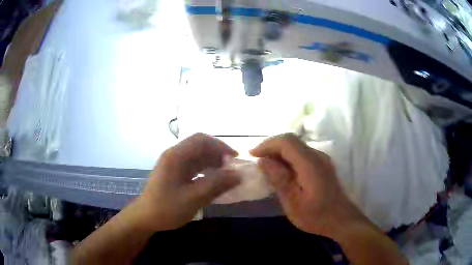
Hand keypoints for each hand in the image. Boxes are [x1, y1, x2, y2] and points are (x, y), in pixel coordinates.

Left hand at [135, 133, 240, 231]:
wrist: (145, 218)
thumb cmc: (167, 208)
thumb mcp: (193, 198)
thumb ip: (216, 185)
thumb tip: (238, 175)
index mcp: (176, 156)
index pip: (201, 140)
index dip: (220, 146)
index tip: (234, 159)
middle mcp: (174, 155)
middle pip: (199, 146)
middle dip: (217, 154)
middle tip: (232, 168)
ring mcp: (173, 164)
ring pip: (197, 156)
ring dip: (212, 162)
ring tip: (226, 175)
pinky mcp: (174, 173)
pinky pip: (193, 166)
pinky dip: (205, 170)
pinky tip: (213, 181)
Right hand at [250, 133, 369, 237]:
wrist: (342, 220)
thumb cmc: (317, 216)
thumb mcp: (293, 202)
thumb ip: (279, 179)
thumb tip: (263, 161)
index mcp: (310, 163)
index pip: (286, 141)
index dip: (267, 144)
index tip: (253, 155)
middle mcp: (317, 156)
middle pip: (291, 140)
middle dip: (272, 147)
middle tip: (258, 160)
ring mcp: (322, 159)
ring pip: (297, 146)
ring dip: (280, 152)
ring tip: (267, 166)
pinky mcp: (323, 165)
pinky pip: (302, 154)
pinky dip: (289, 157)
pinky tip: (283, 171)